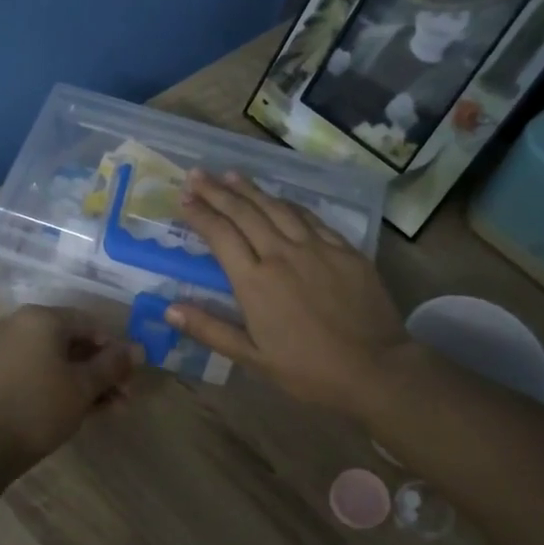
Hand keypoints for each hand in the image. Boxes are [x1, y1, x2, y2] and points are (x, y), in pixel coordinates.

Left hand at [0, 305, 133, 469]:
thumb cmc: (39, 407)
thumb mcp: (84, 386)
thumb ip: (113, 365)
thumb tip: (139, 349)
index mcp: (41, 318)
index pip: (90, 324)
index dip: (115, 350)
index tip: (130, 378)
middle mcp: (20, 325)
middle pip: (73, 343)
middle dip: (102, 371)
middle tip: (124, 398)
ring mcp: (5, 350)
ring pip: (56, 361)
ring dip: (86, 382)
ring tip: (110, 410)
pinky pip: (38, 372)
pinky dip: (61, 386)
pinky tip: (83, 411)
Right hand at [168, 170, 407, 411]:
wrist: (375, 369)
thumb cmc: (308, 371)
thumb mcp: (253, 358)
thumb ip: (210, 330)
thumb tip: (169, 309)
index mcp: (255, 282)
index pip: (220, 235)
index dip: (200, 214)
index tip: (183, 198)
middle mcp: (282, 254)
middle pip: (244, 213)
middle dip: (217, 191)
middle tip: (197, 174)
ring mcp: (316, 248)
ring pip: (277, 208)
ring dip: (251, 189)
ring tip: (230, 174)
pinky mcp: (345, 250)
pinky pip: (311, 218)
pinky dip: (289, 204)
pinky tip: (280, 198)